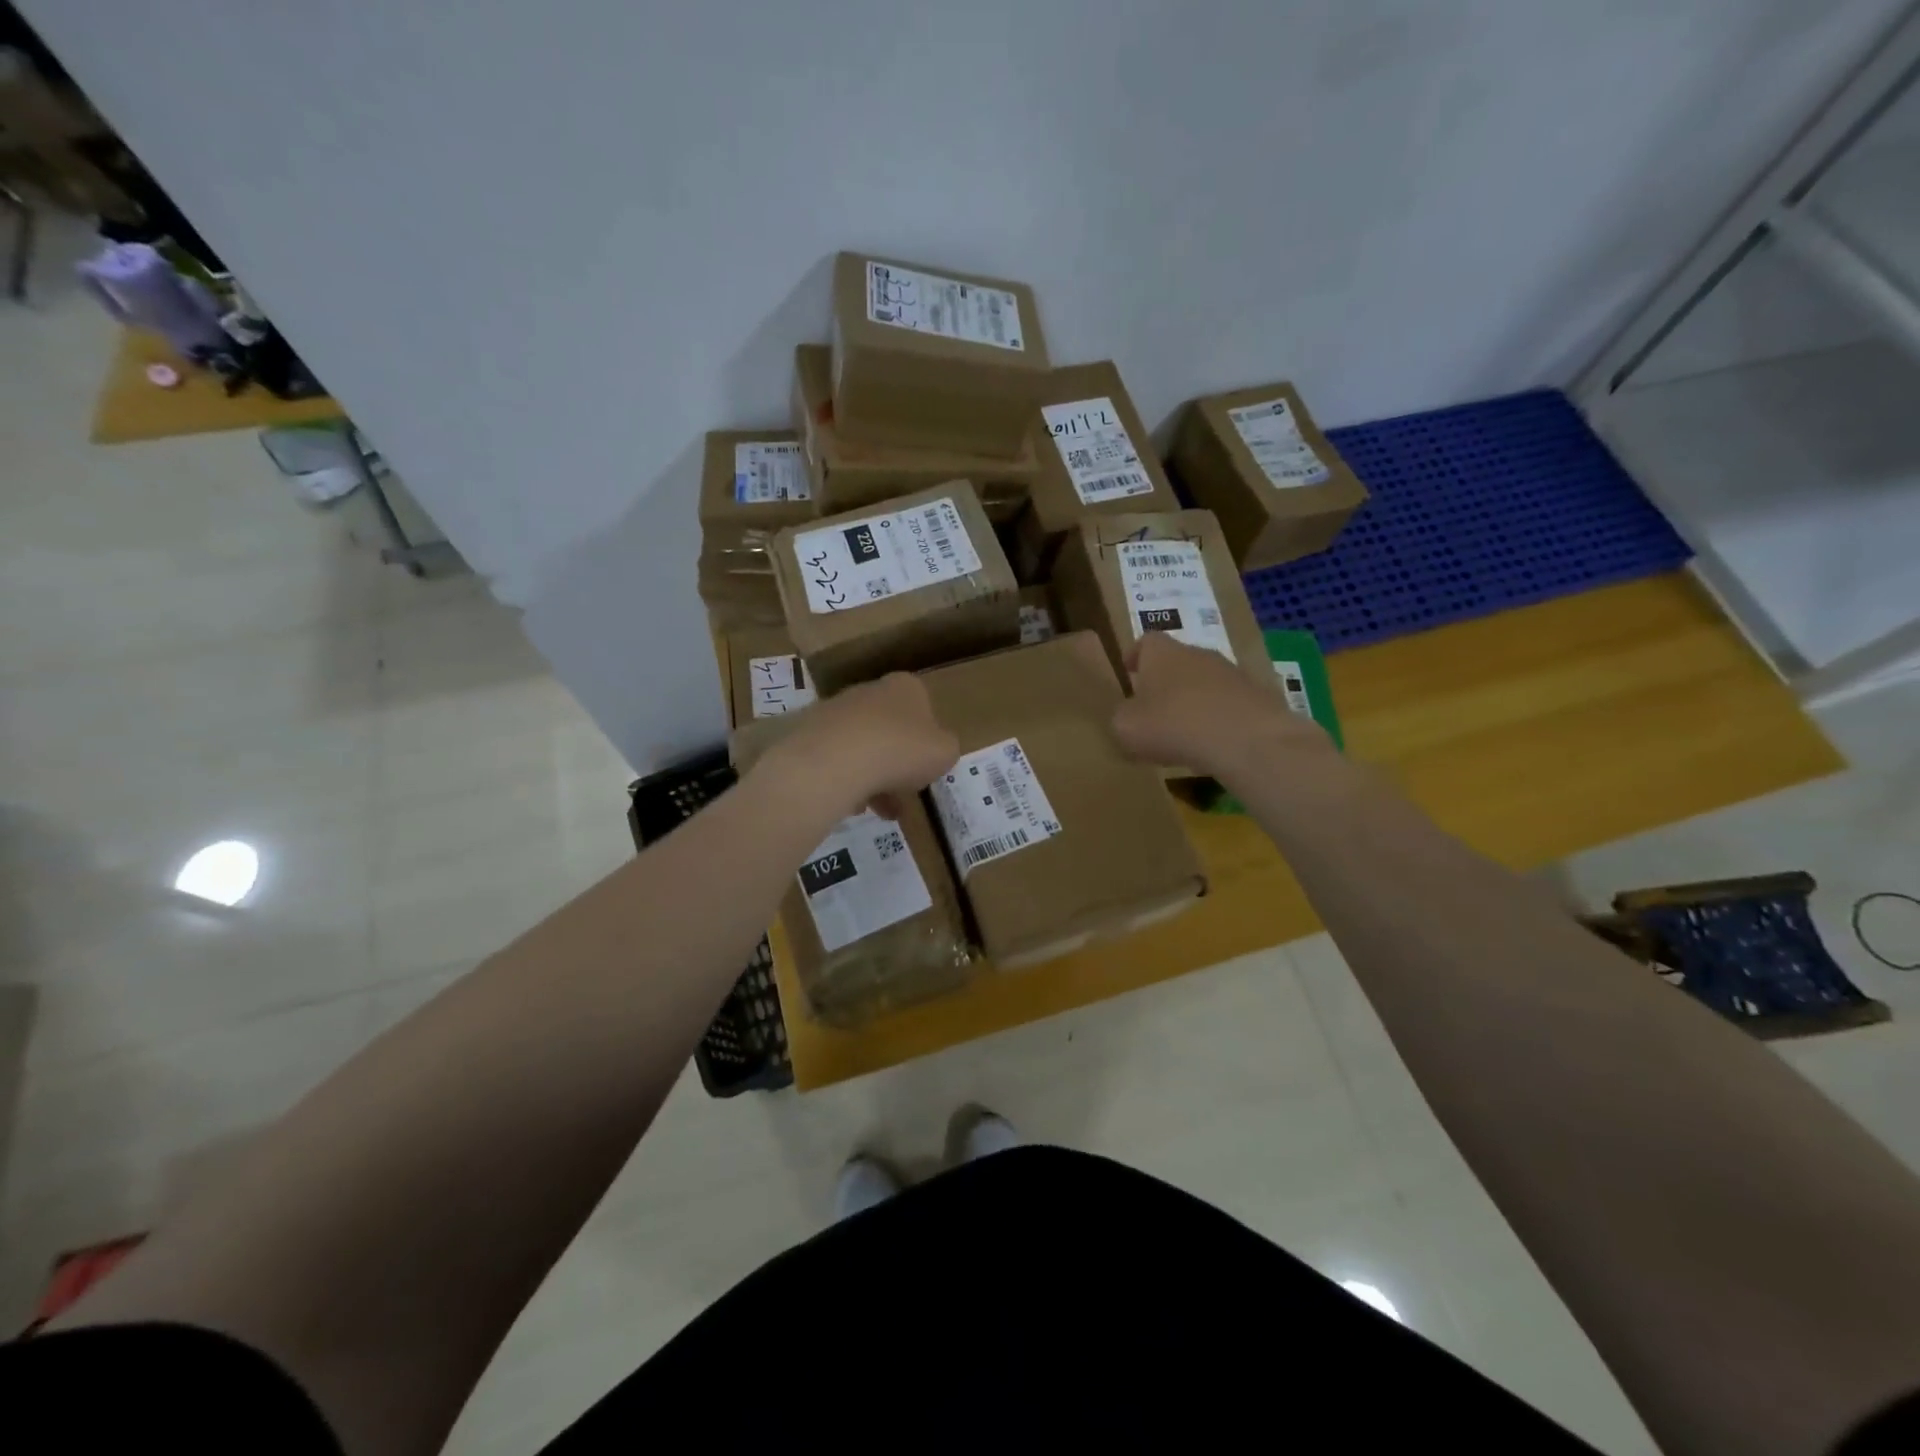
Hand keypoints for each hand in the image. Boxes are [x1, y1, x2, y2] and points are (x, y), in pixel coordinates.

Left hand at [761, 672, 958, 820]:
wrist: (836, 758)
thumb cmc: (902, 750)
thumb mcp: (945, 752)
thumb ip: (944, 748)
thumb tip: (935, 750)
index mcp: (906, 687)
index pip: (923, 709)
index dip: (926, 742)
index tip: (925, 769)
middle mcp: (870, 690)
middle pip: (890, 731)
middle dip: (897, 766)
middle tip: (902, 798)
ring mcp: (836, 710)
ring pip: (862, 748)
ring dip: (872, 779)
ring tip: (877, 811)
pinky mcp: (809, 732)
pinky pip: (835, 760)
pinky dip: (846, 781)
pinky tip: (851, 805)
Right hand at [1112, 631, 1328, 778]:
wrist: (1247, 739)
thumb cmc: (1174, 725)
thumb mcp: (1126, 727)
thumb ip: (1122, 718)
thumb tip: (1128, 717)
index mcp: (1162, 653)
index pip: (1145, 641)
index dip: (1135, 656)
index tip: (1128, 672)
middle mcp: (1198, 653)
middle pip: (1177, 660)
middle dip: (1165, 681)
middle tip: (1153, 709)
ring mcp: (1232, 673)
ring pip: (1205, 682)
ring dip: (1194, 700)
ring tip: (1184, 732)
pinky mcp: (1258, 696)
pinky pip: (1230, 704)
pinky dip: (1219, 718)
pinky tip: (1214, 744)